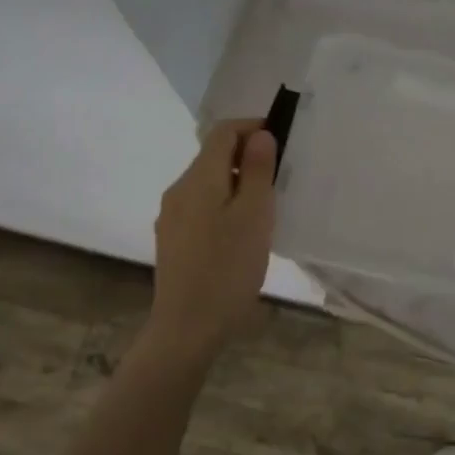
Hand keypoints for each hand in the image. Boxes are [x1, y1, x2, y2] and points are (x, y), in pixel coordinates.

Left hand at [147, 120, 276, 359]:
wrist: (188, 327)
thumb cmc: (228, 268)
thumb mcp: (255, 216)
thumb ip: (258, 171)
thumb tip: (260, 135)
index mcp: (198, 179)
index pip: (222, 132)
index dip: (252, 127)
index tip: (282, 141)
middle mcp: (178, 190)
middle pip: (213, 157)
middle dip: (248, 157)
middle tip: (281, 178)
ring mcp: (172, 216)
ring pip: (208, 183)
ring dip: (237, 182)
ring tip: (266, 207)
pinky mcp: (173, 239)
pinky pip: (201, 206)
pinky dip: (224, 204)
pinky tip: (241, 232)